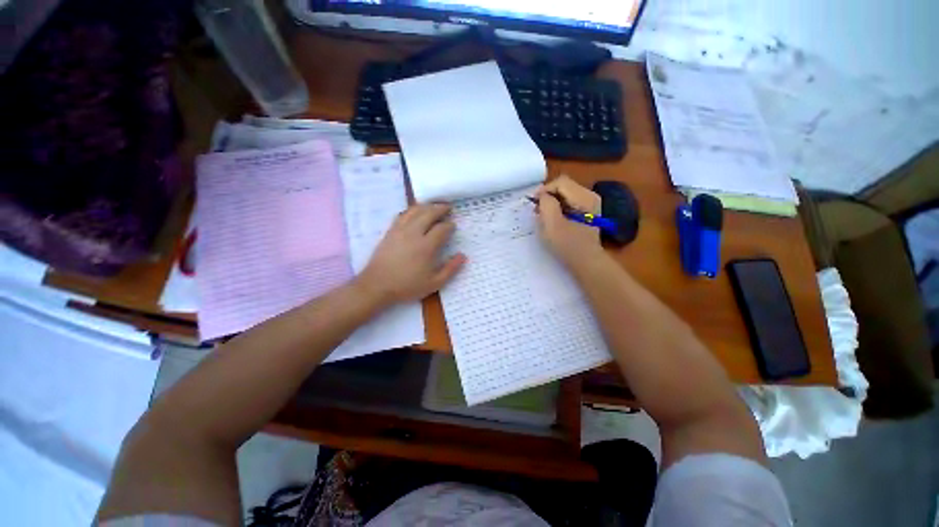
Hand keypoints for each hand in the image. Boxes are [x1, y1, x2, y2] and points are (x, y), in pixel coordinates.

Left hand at [356, 203, 466, 306]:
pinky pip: (403, 214)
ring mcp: (400, 230)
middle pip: (429, 213)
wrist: (377, 285)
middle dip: (440, 208)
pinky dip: (412, 210)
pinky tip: (415, 211)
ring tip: (434, 206)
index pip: (442, 228)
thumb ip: (451, 269)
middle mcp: (414, 233)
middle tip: (448, 207)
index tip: (453, 226)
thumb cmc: (407, 286)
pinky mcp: (390, 231)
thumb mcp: (434, 283)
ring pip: (415, 210)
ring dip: (427, 206)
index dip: (450, 225)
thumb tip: (463, 256)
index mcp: (426, 246)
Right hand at [536, 175, 602, 264]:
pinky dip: (558, 208)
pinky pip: (568, 202)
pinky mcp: (587, 212)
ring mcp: (590, 204)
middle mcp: (589, 196)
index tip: (533, 204)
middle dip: (548, 196)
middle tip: (537, 210)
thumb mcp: (552, 224)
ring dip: (551, 202)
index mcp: (584, 198)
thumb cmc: (568, 245)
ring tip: (543, 216)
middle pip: (563, 186)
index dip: (544, 190)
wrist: (586, 262)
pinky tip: (552, 220)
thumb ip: (546, 204)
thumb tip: (543, 195)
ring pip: (565, 194)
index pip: (560, 182)